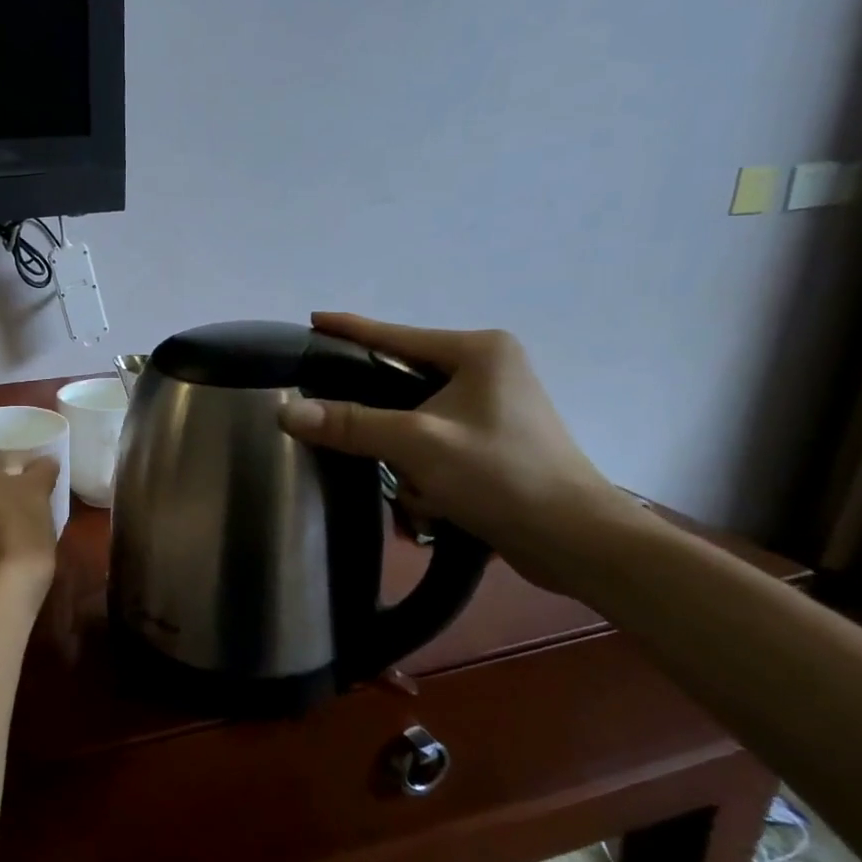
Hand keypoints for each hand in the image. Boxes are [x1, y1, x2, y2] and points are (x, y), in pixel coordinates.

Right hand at [277, 312, 634, 590]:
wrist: (575, 540)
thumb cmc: (501, 476)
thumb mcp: (418, 444)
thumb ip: (350, 424)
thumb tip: (286, 412)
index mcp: (478, 352)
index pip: (395, 336)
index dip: (349, 329)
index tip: (312, 320)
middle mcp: (488, 369)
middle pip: (401, 381)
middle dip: (380, 422)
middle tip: (344, 435)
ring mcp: (494, 407)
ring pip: (415, 419)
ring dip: (405, 458)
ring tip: (413, 490)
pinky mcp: (494, 441)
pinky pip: (435, 444)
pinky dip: (425, 472)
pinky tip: (430, 503)